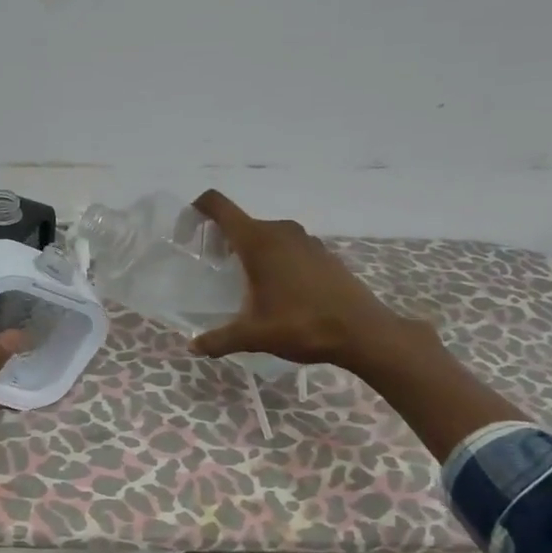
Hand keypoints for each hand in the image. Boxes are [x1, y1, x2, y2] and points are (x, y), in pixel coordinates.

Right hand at [187, 189, 439, 375]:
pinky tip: (277, 289)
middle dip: (222, 239)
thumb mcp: (254, 336)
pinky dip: (274, 258)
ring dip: (250, 250)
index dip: (199, 208)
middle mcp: (280, 231)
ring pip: (266, 234)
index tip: (189, 228)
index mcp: (258, 242)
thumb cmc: (302, 325)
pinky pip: (287, 246)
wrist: (363, 331)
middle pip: (241, 222)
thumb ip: (219, 339)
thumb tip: (193, 347)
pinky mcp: (322, 253)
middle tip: (212, 268)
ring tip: (243, 282)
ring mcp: (305, 240)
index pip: (220, 205)